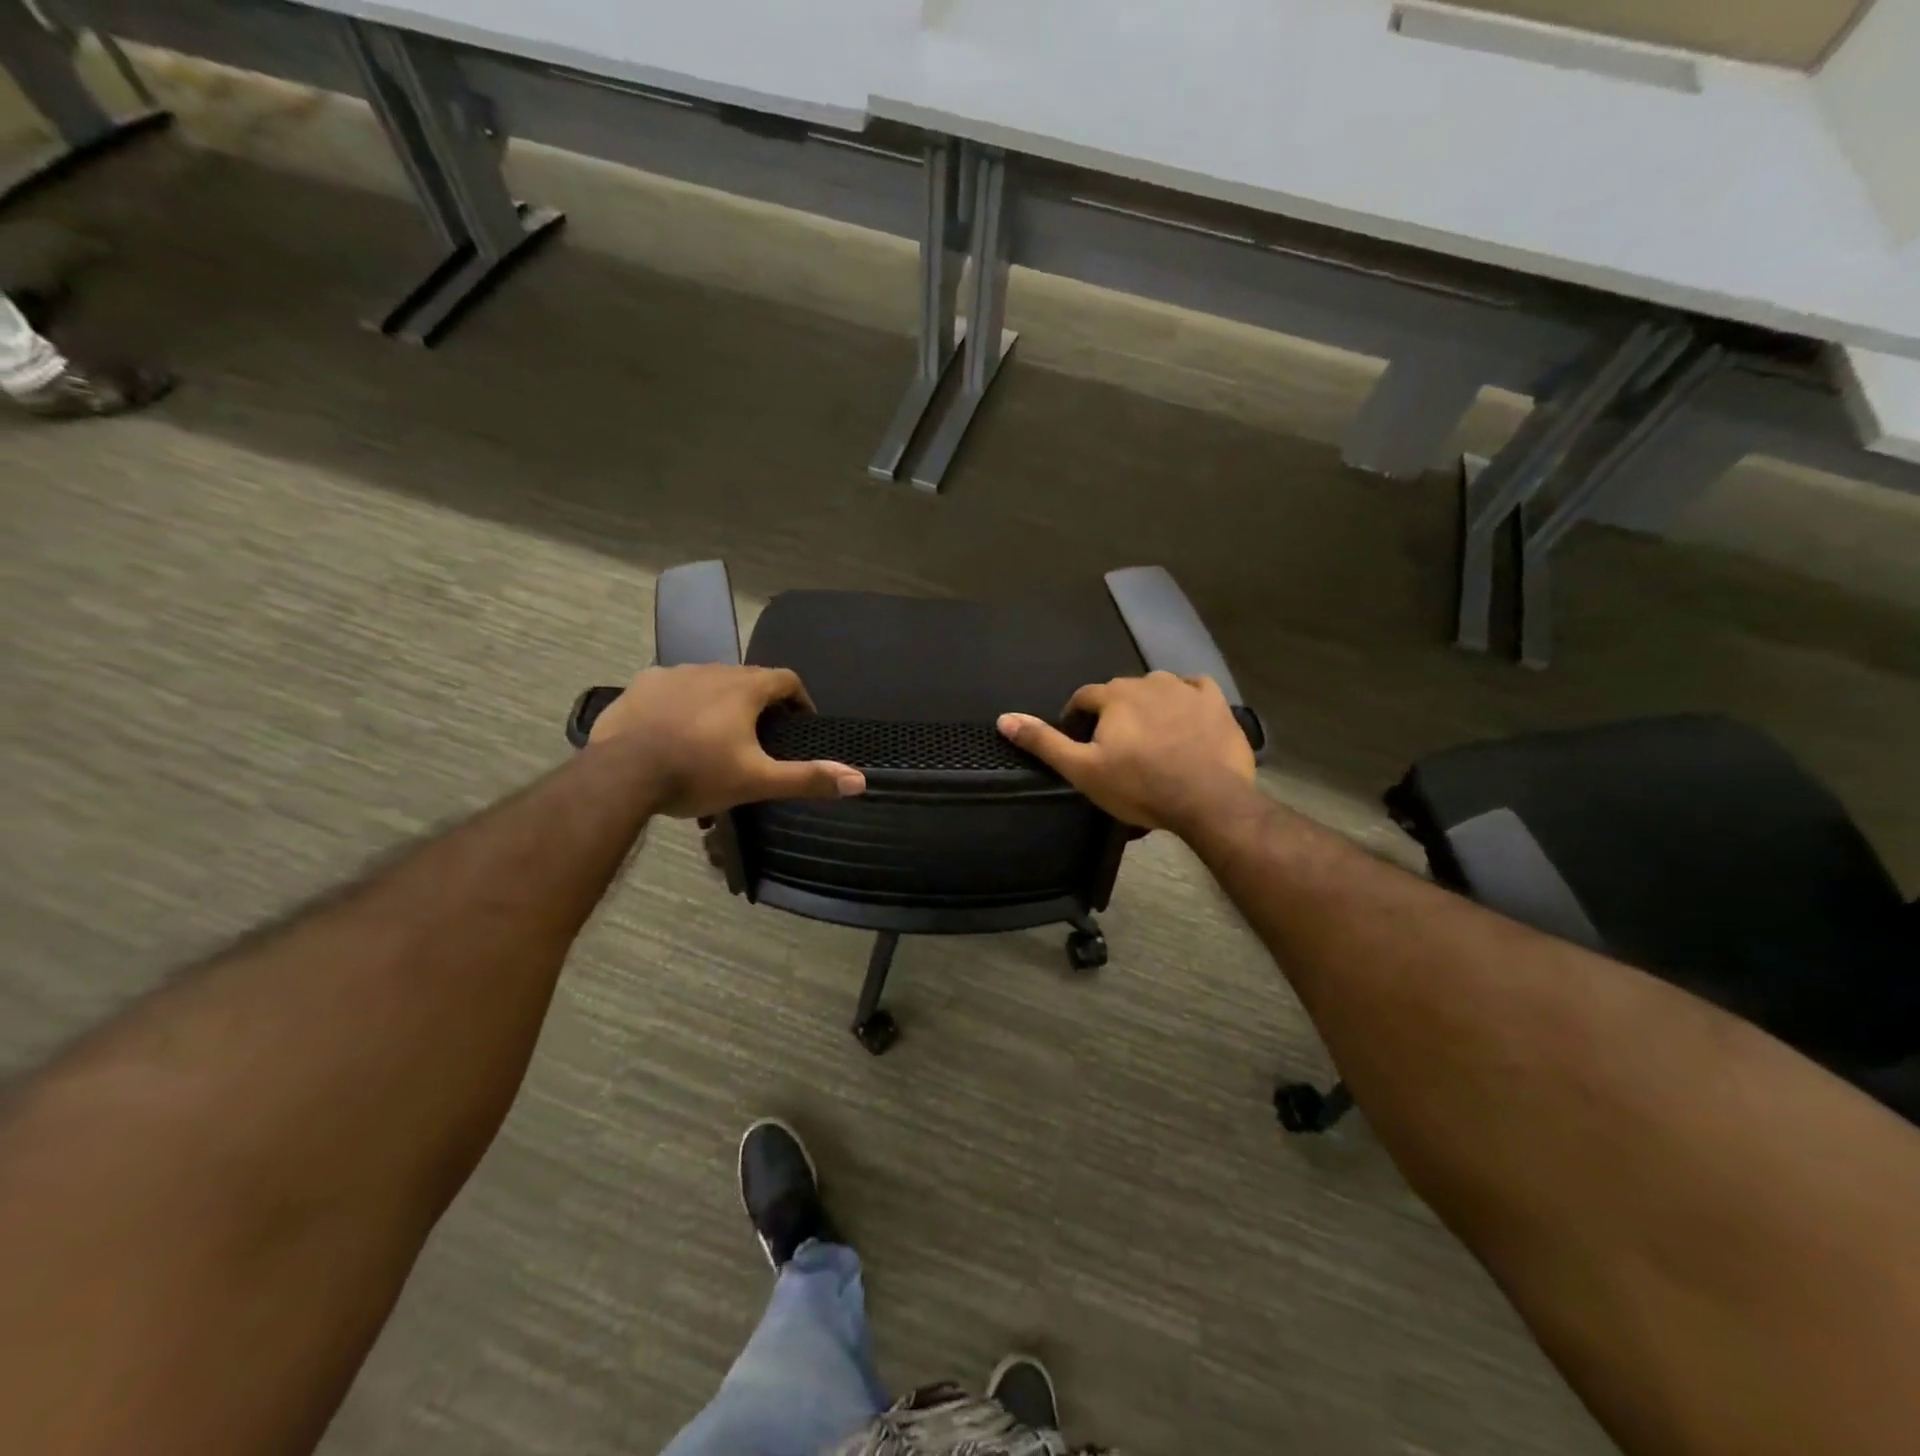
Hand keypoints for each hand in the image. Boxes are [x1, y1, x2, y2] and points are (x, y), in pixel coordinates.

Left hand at [587, 664, 864, 817]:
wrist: (622, 775)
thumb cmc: (697, 773)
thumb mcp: (757, 781)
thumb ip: (807, 778)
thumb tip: (859, 780)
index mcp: (744, 688)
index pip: (786, 679)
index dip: (799, 699)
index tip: (801, 722)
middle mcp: (711, 669)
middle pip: (747, 679)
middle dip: (758, 703)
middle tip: (759, 737)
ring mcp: (672, 674)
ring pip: (708, 682)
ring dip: (719, 702)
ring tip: (715, 737)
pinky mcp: (640, 685)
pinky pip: (672, 689)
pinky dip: (682, 704)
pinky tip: (674, 731)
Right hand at [997, 672, 1255, 832]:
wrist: (1208, 800)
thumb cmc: (1139, 786)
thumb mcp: (1083, 770)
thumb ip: (1044, 742)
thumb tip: (1004, 719)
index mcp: (1114, 695)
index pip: (1084, 697)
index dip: (1077, 719)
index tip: (1080, 743)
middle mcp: (1148, 681)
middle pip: (1120, 692)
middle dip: (1113, 713)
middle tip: (1116, 748)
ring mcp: (1186, 689)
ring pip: (1157, 689)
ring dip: (1148, 706)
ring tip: (1150, 738)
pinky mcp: (1216, 703)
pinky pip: (1195, 690)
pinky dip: (1186, 700)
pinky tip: (1185, 719)